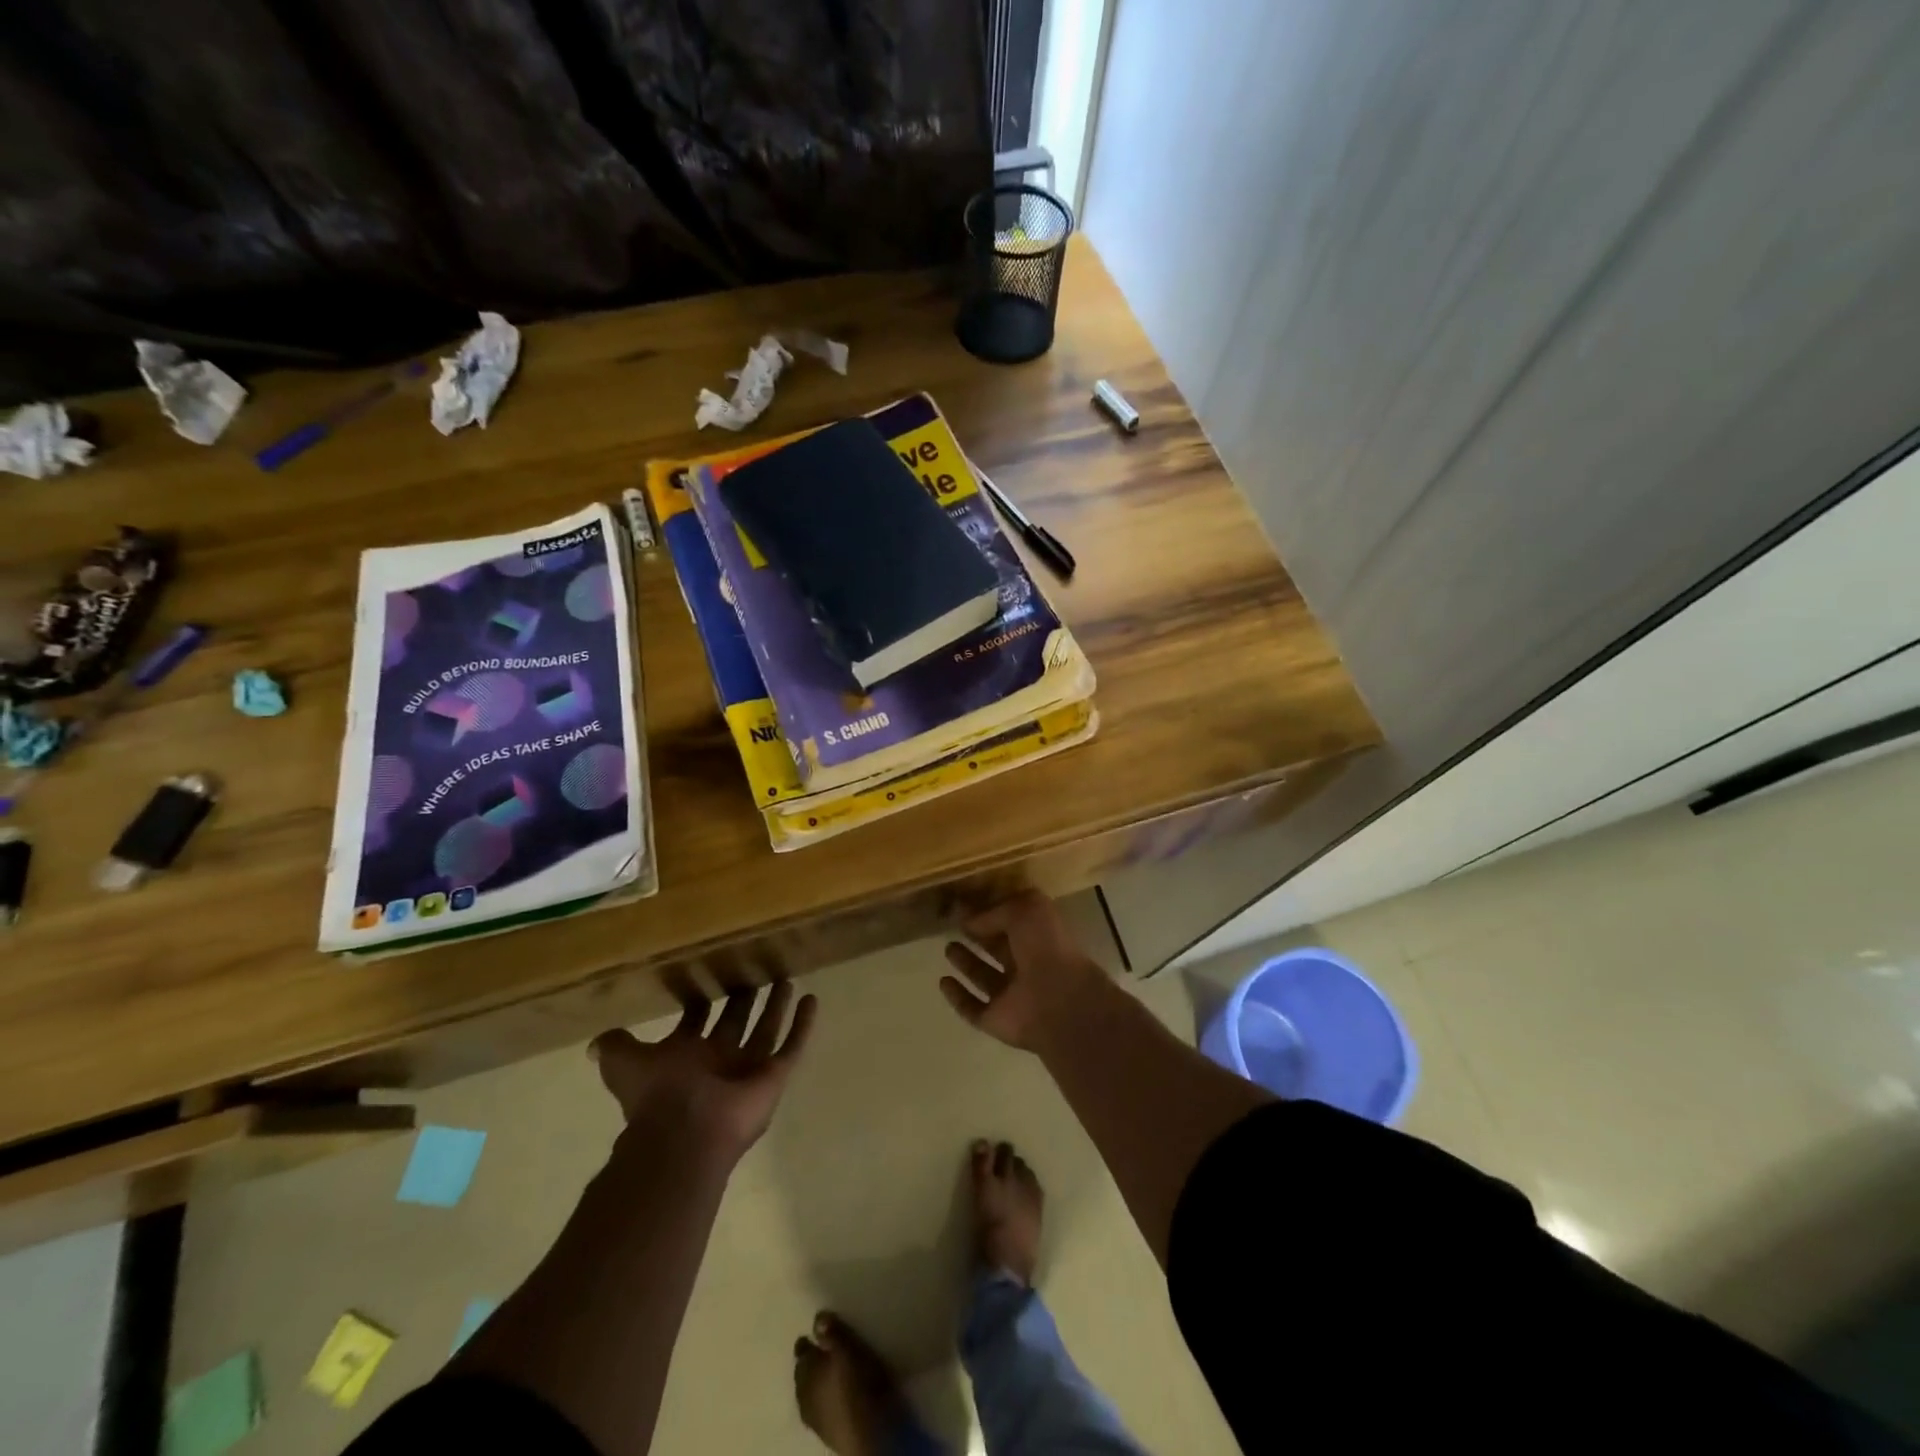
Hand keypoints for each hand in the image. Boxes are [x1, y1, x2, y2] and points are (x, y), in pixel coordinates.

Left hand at [590, 983, 816, 1159]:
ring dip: (776, 1007)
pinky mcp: (773, 1078)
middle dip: (743, 999)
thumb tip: (595, 1042)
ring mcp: (747, 1070)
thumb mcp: (623, 1064)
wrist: (684, 1133)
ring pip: (766, 1031)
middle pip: (735, 1023)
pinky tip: (812, 999)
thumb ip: (615, 1047)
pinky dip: (803, 1025)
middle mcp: (717, 1061)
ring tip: (786, 978)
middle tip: (755, 970)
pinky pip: (792, 1047)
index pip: (696, 1022)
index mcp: (684, 1056)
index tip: (709, 974)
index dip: (701, 1001)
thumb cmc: (656, 1094)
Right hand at [941, 892, 1106, 1051]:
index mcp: (1038, 938)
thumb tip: (970, 921)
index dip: (989, 913)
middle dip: (977, 938)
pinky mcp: (995, 1019)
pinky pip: (972, 1007)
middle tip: (952, 926)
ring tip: (948, 948)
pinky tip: (943, 981)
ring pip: (984, 977)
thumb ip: (995, 911)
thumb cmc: (1046, 947)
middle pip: (997, 949)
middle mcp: (1026, 966)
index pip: (1010, 923)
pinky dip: (957, 996)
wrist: (1059, 1001)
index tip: (963, 907)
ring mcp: (1010, 995)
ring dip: (966, 964)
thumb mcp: (1025, 910)